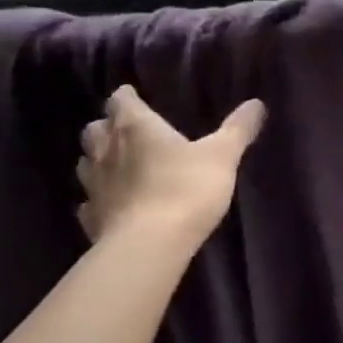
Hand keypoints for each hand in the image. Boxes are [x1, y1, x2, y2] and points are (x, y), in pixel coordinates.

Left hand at [77, 86, 265, 245]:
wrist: (149, 246)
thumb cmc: (186, 188)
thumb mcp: (222, 155)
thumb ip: (237, 129)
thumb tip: (256, 103)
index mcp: (136, 127)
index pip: (121, 101)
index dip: (127, 97)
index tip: (134, 96)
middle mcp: (107, 151)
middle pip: (95, 129)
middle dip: (107, 127)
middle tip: (126, 130)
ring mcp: (94, 186)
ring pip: (86, 163)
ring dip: (99, 159)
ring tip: (118, 164)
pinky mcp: (92, 218)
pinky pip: (90, 202)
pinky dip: (99, 198)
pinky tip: (114, 203)